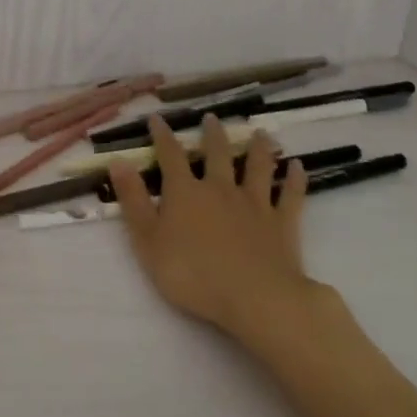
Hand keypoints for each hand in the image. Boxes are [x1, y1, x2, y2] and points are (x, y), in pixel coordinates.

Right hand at [110, 116, 313, 343]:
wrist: (255, 298)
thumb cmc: (193, 273)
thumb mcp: (148, 241)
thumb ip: (133, 201)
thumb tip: (118, 161)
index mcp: (185, 192)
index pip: (170, 156)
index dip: (162, 136)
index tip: (157, 119)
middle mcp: (220, 188)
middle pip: (217, 154)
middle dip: (212, 135)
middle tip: (212, 118)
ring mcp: (254, 203)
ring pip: (257, 167)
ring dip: (258, 148)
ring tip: (260, 133)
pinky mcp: (282, 223)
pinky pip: (290, 195)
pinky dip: (295, 180)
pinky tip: (298, 167)